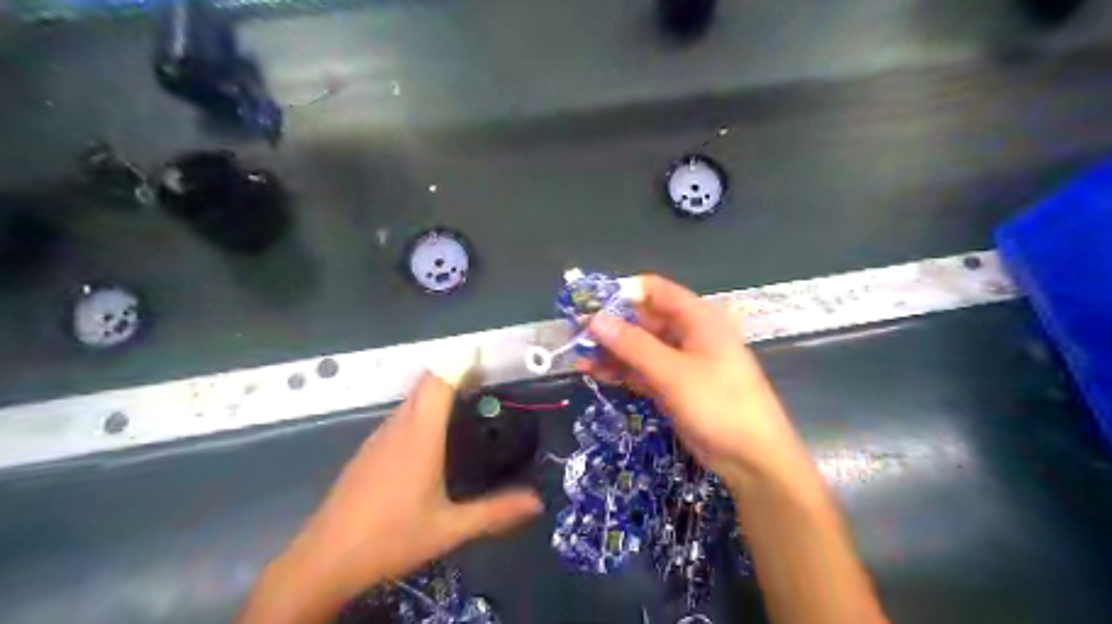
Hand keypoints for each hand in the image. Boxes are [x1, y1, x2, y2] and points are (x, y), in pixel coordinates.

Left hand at [239, 373, 543, 621]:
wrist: (324, 560)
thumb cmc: (391, 537)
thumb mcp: (449, 528)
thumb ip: (494, 512)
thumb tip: (537, 501)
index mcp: (420, 436)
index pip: (438, 383)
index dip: (459, 365)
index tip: (483, 359)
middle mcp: (398, 428)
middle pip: (425, 385)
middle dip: (453, 376)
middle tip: (485, 385)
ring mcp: (378, 438)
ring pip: (410, 401)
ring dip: (435, 394)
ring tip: (464, 406)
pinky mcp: (367, 452)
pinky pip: (399, 418)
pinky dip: (420, 413)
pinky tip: (431, 441)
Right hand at [583, 276, 809, 488]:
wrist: (753, 459)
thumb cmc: (719, 404)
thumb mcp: (673, 373)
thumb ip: (632, 345)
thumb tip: (595, 320)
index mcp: (697, 318)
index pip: (654, 290)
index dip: (621, 294)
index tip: (589, 305)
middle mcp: (688, 333)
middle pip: (643, 319)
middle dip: (610, 326)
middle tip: (575, 336)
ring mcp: (680, 361)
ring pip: (640, 346)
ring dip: (611, 350)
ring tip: (577, 357)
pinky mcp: (673, 385)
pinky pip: (642, 370)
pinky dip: (621, 370)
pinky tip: (593, 373)